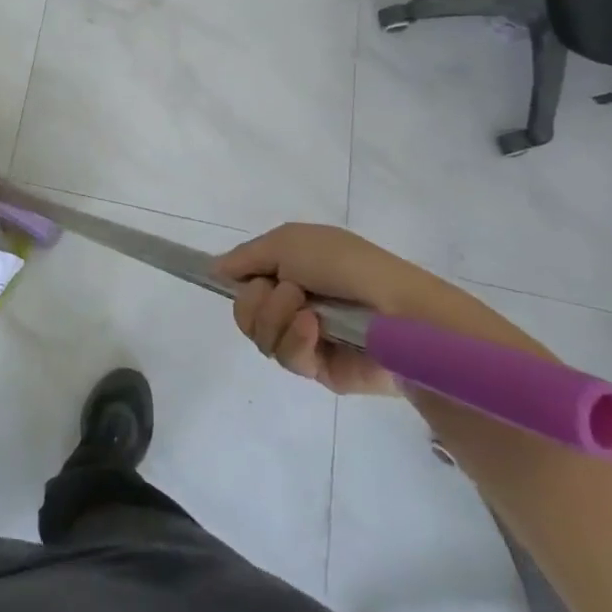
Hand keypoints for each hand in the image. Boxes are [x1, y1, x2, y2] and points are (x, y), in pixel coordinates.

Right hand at [213, 223, 477, 396]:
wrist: (397, 310)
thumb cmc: (345, 265)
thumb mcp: (288, 241)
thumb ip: (246, 256)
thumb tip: (214, 270)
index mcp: (290, 269)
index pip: (244, 279)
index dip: (236, 281)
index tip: (230, 280)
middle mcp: (294, 302)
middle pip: (243, 311)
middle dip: (257, 300)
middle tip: (287, 292)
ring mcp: (305, 336)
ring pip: (259, 335)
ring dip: (278, 319)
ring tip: (309, 313)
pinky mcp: (318, 369)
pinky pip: (285, 358)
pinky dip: (296, 341)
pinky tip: (317, 331)